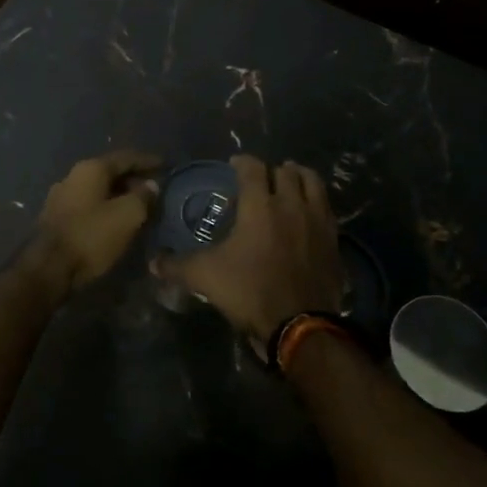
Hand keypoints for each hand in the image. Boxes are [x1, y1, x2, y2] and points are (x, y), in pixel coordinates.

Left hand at [34, 150, 160, 288]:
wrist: (48, 268)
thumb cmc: (91, 236)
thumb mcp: (127, 216)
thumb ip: (143, 197)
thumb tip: (151, 185)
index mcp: (91, 169)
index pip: (125, 157)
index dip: (148, 161)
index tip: (166, 165)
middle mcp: (73, 176)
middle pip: (110, 172)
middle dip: (134, 179)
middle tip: (155, 189)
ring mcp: (61, 196)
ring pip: (98, 190)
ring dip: (119, 195)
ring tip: (139, 205)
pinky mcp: (56, 217)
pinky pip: (88, 205)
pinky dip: (106, 207)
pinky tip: (116, 220)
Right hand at [154, 156, 342, 342]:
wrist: (300, 324)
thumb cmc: (250, 291)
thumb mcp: (205, 277)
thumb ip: (177, 266)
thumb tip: (152, 262)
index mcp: (260, 206)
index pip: (252, 168)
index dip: (242, 162)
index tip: (234, 164)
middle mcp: (291, 204)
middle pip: (286, 171)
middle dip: (272, 170)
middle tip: (262, 178)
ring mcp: (317, 221)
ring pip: (313, 183)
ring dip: (300, 177)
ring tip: (291, 181)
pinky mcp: (334, 239)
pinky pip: (327, 209)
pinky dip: (317, 202)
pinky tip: (308, 213)